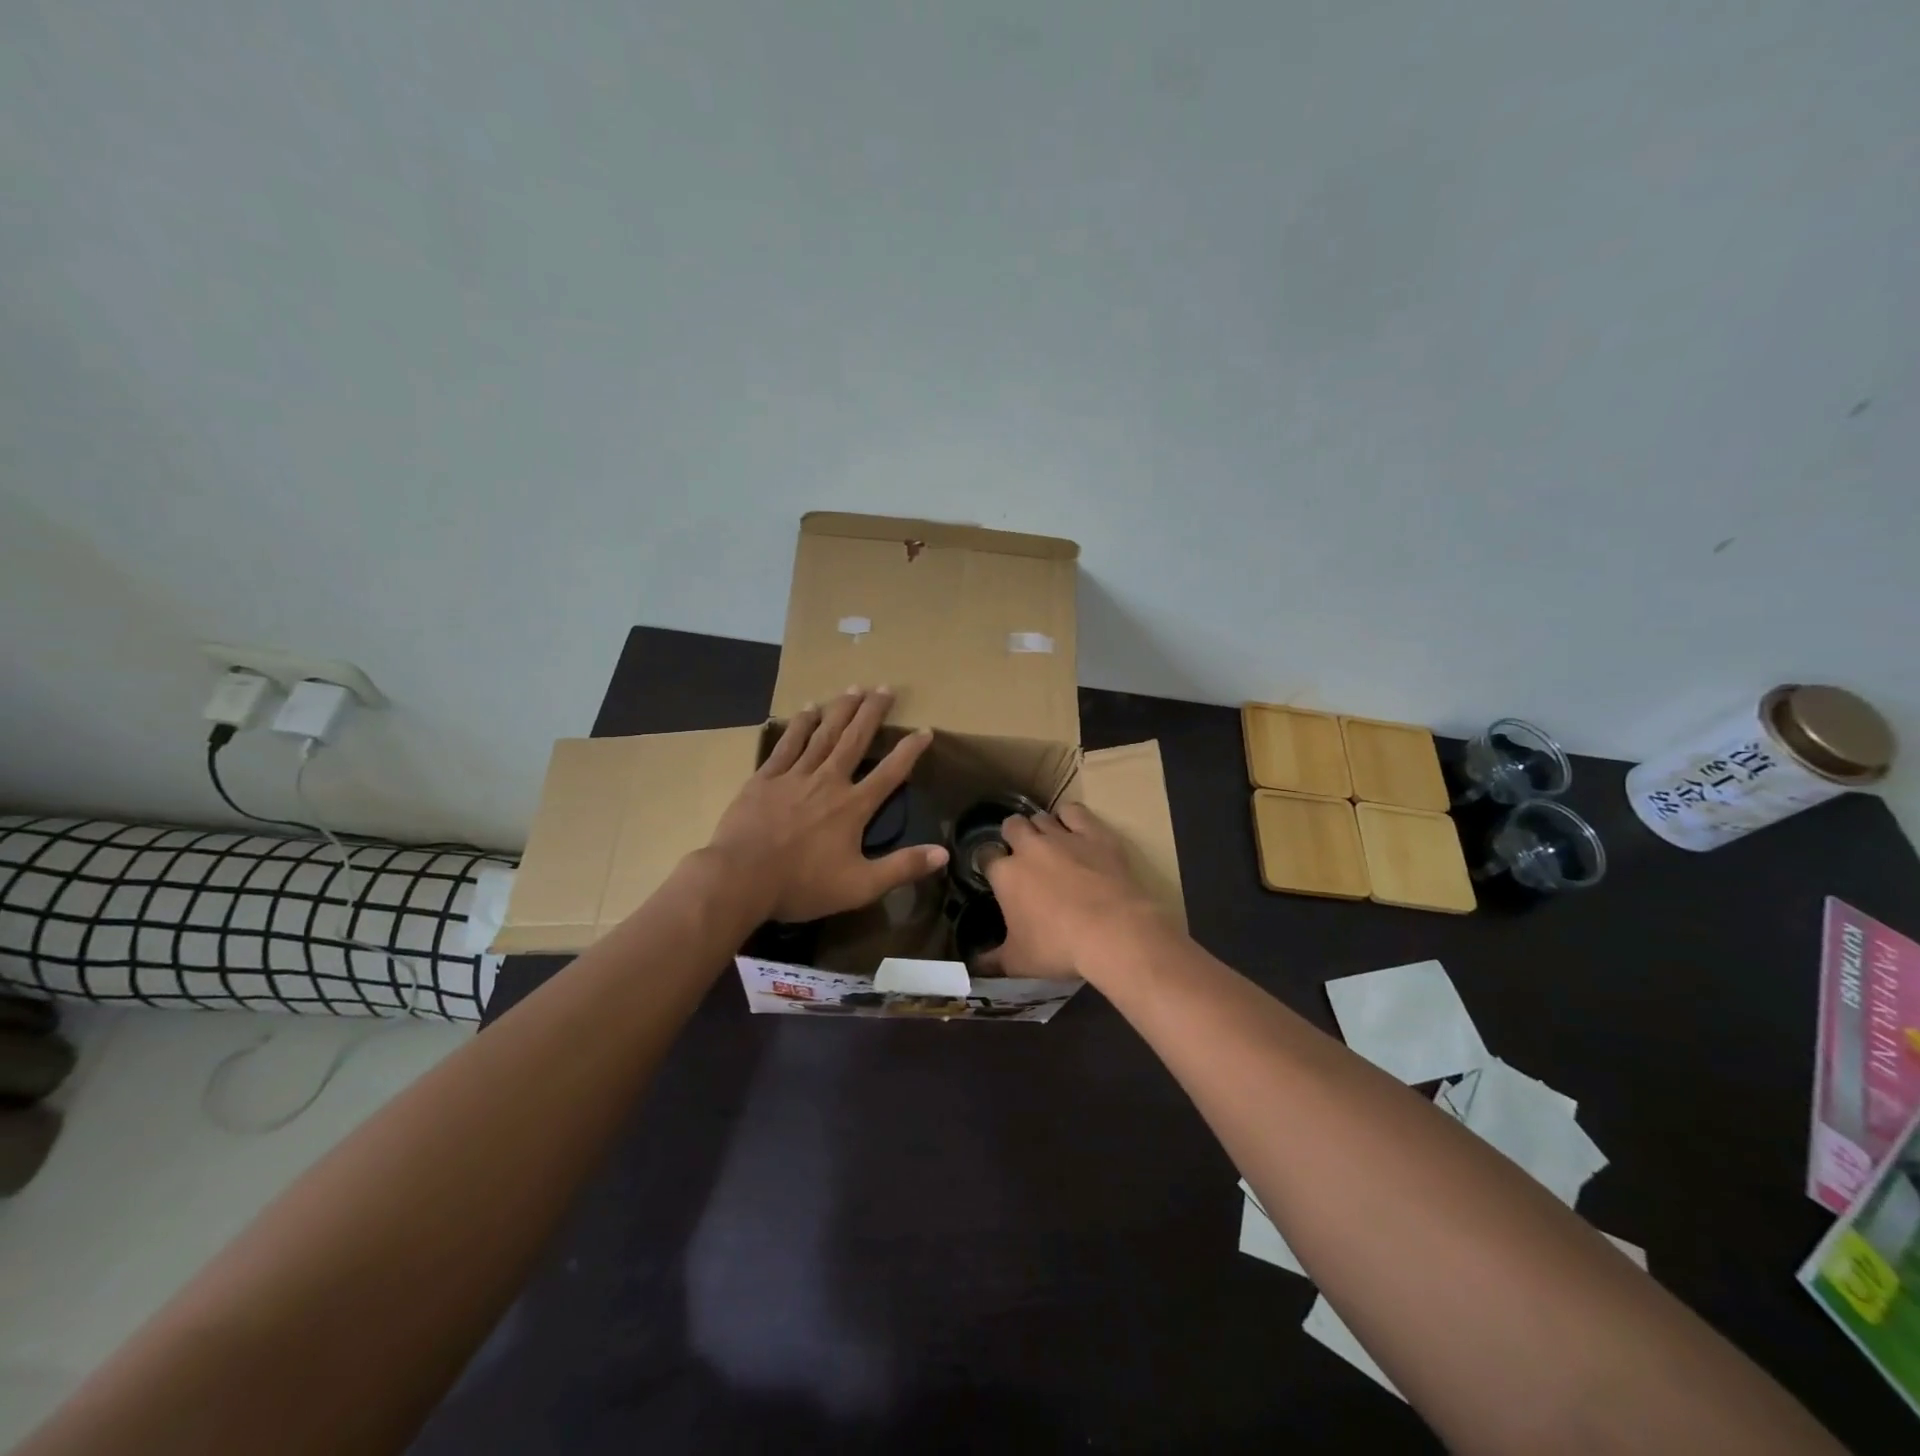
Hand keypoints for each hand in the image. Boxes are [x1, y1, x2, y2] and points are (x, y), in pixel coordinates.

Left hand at [706, 688, 947, 923]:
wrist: (740, 878)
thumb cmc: (802, 885)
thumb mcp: (860, 886)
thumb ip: (902, 867)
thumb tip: (943, 853)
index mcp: (853, 806)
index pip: (890, 772)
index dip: (910, 750)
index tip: (925, 730)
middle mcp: (828, 781)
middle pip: (855, 740)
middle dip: (872, 713)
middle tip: (885, 688)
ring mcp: (794, 776)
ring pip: (823, 734)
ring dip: (840, 710)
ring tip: (854, 688)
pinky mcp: (765, 778)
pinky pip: (787, 744)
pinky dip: (800, 725)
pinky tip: (808, 709)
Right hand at [982, 802, 1164, 979]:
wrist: (1113, 932)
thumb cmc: (1059, 948)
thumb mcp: (1018, 962)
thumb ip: (991, 961)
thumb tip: (973, 966)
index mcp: (1006, 874)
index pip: (985, 855)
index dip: (989, 862)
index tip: (995, 874)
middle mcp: (1029, 847)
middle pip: (1012, 825)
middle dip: (1012, 835)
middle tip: (1022, 855)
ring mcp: (1062, 836)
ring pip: (1041, 817)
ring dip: (1040, 827)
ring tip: (1048, 842)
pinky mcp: (1093, 833)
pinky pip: (1074, 811)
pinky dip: (1070, 817)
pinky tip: (1074, 827)